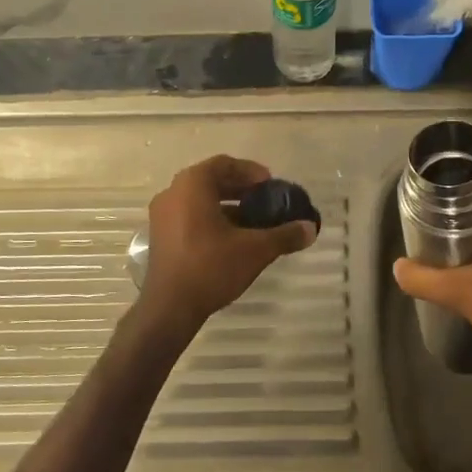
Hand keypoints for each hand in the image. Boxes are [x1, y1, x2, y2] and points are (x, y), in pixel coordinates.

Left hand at [140, 156, 316, 331]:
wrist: (170, 307)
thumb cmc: (211, 267)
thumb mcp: (255, 250)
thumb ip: (284, 235)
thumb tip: (310, 228)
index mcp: (192, 185)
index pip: (224, 164)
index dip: (250, 171)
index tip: (270, 185)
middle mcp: (172, 193)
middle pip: (211, 180)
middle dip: (241, 189)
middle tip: (266, 201)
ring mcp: (162, 215)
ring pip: (200, 200)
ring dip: (227, 206)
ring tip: (254, 221)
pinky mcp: (161, 236)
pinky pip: (189, 215)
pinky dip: (212, 219)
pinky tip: (233, 239)